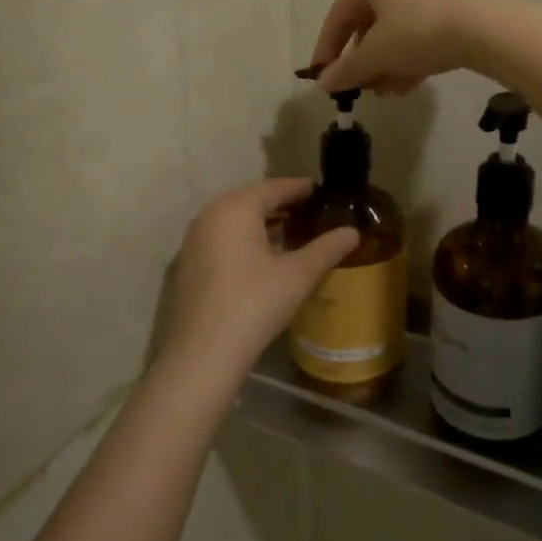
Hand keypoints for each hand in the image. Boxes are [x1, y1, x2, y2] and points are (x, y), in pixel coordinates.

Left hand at [159, 178, 358, 382]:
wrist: (203, 353)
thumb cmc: (254, 303)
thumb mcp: (298, 274)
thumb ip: (327, 248)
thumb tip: (352, 231)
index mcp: (236, 208)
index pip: (274, 187)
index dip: (300, 188)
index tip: (321, 191)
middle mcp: (210, 214)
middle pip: (252, 199)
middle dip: (281, 203)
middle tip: (309, 210)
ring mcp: (195, 239)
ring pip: (235, 218)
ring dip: (262, 221)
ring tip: (291, 230)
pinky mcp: (189, 262)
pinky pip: (222, 236)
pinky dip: (244, 237)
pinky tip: (263, 254)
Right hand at [308, 0, 497, 94]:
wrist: (486, 28)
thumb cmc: (419, 32)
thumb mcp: (377, 54)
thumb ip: (347, 69)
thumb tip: (323, 83)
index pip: (339, 14)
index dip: (327, 48)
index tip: (322, 77)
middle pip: (369, 22)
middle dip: (363, 60)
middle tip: (359, 87)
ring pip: (396, 30)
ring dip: (386, 63)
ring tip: (386, 92)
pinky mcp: (453, 4)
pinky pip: (420, 30)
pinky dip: (409, 56)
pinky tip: (408, 85)